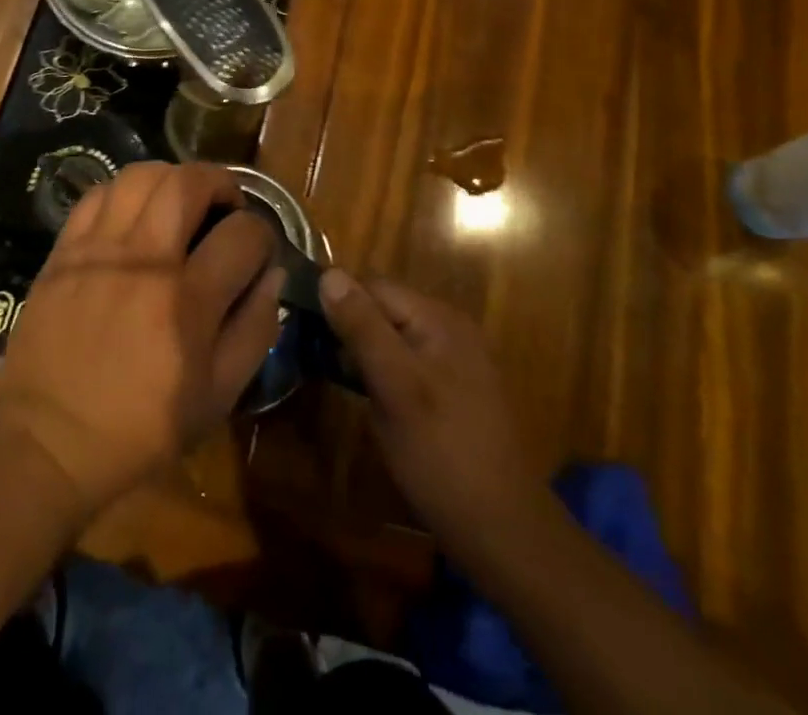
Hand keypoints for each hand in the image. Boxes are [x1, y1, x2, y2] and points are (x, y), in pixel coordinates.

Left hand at [0, 161, 283, 513]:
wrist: (47, 439)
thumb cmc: (141, 428)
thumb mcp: (217, 396)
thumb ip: (254, 330)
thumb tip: (273, 274)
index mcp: (189, 300)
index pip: (244, 233)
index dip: (263, 234)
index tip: (258, 250)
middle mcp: (145, 259)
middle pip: (189, 182)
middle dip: (220, 182)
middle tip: (225, 205)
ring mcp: (99, 248)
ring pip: (141, 175)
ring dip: (172, 178)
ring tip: (180, 202)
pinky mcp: (64, 249)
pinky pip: (98, 194)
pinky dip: (124, 192)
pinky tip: (133, 214)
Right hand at [320, 271, 552, 567]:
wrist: (503, 533)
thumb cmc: (442, 454)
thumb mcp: (394, 386)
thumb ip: (362, 327)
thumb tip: (328, 273)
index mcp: (439, 319)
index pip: (374, 286)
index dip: (338, 301)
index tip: (304, 326)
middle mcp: (449, 329)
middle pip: (384, 309)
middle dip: (349, 326)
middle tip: (316, 356)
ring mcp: (454, 361)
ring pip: (392, 337)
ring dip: (363, 351)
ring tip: (335, 376)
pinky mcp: (452, 391)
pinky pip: (406, 363)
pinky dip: (382, 372)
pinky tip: (369, 398)